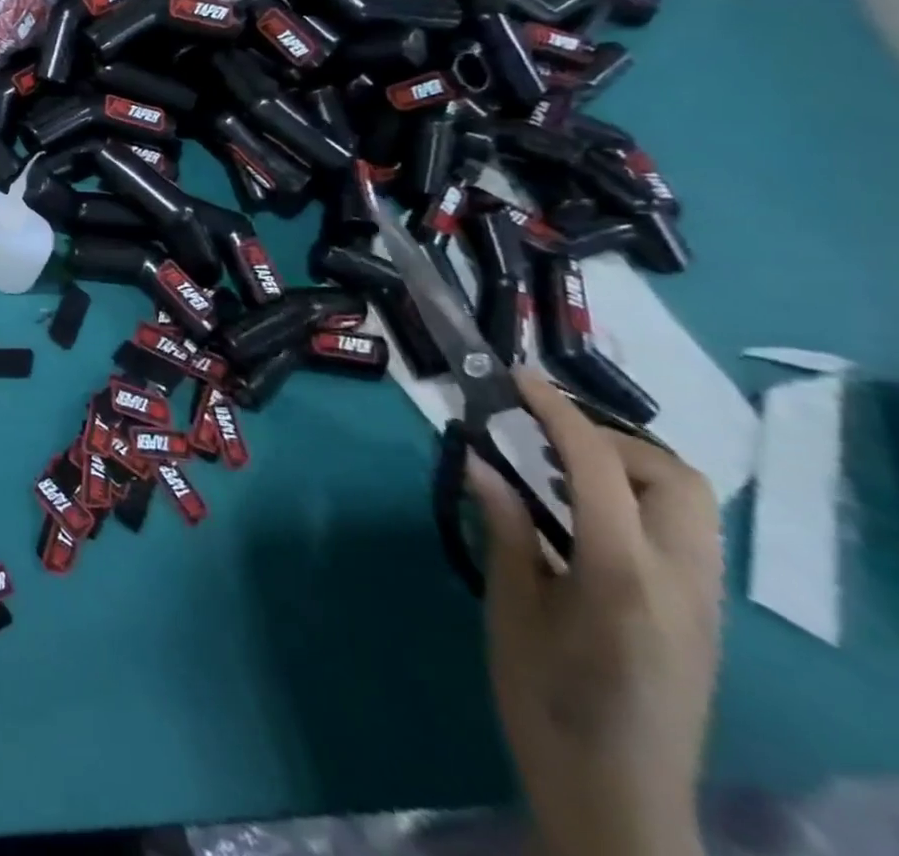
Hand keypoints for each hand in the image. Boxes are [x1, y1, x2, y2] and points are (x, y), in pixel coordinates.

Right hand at [469, 372, 722, 855]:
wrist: (619, 802)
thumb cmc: (546, 703)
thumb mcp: (510, 610)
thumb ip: (504, 529)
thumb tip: (480, 459)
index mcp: (623, 577)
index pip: (599, 467)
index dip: (558, 412)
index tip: (518, 380)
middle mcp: (681, 581)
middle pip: (673, 477)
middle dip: (609, 437)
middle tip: (543, 434)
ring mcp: (704, 603)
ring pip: (690, 503)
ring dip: (629, 466)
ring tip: (560, 468)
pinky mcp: (703, 618)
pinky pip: (683, 533)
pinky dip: (638, 500)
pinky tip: (583, 516)